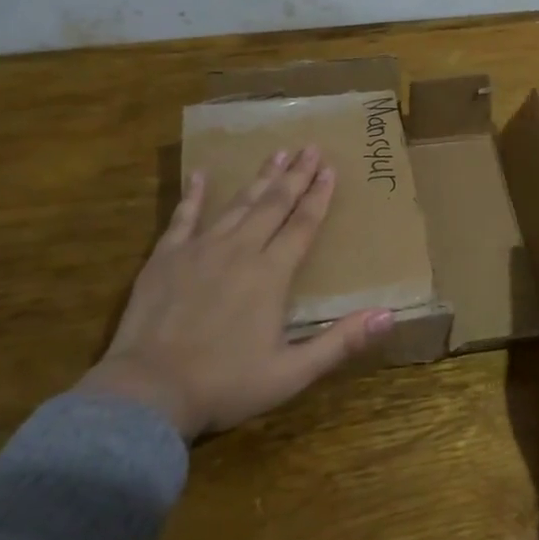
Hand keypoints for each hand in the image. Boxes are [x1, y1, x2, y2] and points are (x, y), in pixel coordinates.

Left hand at [81, 146, 394, 439]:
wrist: (149, 392)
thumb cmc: (226, 384)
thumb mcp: (293, 372)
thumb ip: (341, 342)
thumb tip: (389, 316)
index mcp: (271, 274)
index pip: (302, 225)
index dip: (318, 196)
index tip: (330, 169)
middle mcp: (239, 251)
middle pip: (273, 205)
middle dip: (295, 175)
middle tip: (310, 147)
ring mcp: (199, 250)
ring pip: (237, 205)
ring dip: (259, 179)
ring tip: (276, 154)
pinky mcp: (165, 257)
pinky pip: (183, 217)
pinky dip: (195, 194)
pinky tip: (202, 174)